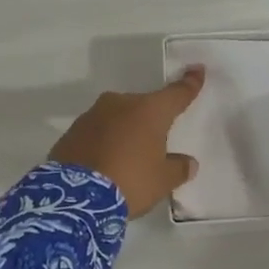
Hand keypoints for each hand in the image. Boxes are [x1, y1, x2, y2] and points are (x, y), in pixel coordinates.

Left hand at [49, 67, 204, 218]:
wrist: (74, 197)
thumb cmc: (129, 182)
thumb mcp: (162, 181)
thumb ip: (179, 169)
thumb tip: (188, 163)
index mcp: (150, 111)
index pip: (176, 94)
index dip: (189, 83)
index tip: (197, 70)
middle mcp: (121, 104)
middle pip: (144, 107)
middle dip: (151, 121)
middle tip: (154, 145)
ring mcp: (93, 115)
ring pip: (118, 118)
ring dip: (125, 131)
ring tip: (126, 158)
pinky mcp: (72, 131)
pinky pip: (97, 132)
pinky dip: (104, 142)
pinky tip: (104, 162)